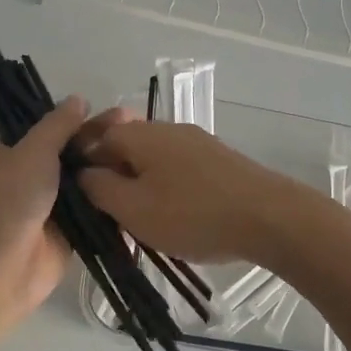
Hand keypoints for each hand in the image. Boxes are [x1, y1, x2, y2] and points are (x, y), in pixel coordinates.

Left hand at [0, 98, 129, 332]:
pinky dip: (113, 200)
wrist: (0, 269)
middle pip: (69, 152)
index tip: (114, 110)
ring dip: (110, 169)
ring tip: (148, 151)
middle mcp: (26, 175)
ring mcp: (48, 205)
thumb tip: (79, 99)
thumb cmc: (9, 200)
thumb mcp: (32, 151)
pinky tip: (144, 184)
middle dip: (100, 141)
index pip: (46, 126)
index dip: (78, 118)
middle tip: (138, 126)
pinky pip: (93, 210)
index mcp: (7, 151)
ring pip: (84, 181)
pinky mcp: (68, 232)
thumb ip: (58, 125)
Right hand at [77, 120, 321, 265]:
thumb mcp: (133, 208)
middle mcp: (167, 128)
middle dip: (112, 177)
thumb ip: (99, 188)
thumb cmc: (192, 214)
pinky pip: (177, 168)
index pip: (95, 137)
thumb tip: (81, 173)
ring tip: (140, 222)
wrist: (269, 217)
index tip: (81, 199)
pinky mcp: (218, 160)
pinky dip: (166, 188)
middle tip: (110, 215)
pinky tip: (174, 216)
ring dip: (139, 185)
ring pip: (152, 159)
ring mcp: (196, 142)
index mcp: (140, 134)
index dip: (82, 166)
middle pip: (125, 146)